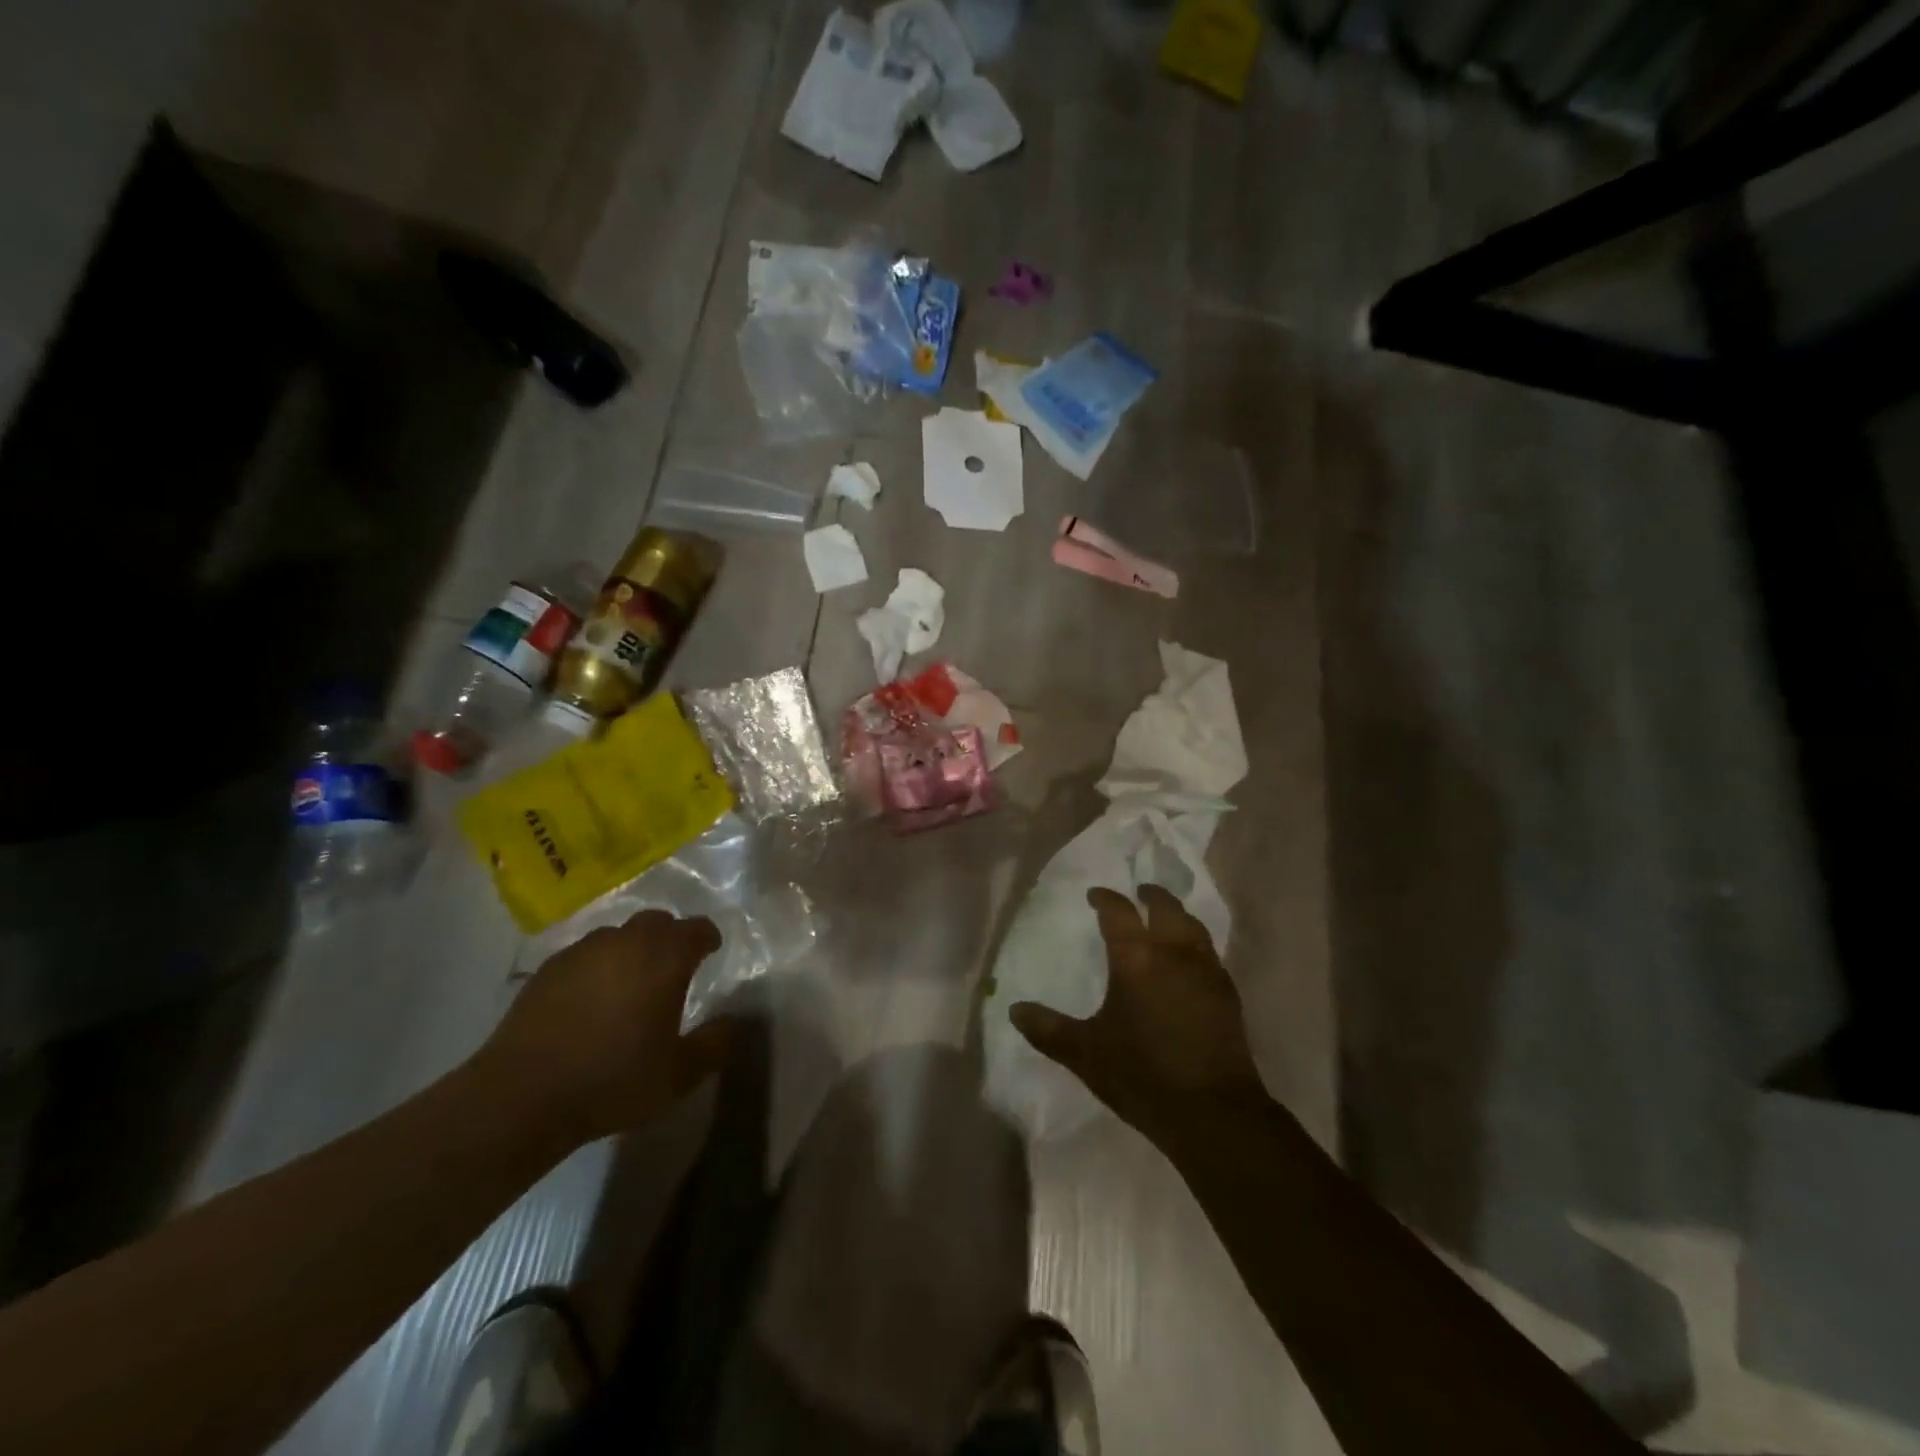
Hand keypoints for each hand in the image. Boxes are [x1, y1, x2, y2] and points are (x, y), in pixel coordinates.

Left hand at [479, 910, 732, 1146]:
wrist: (521, 1095)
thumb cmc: (612, 1080)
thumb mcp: (679, 1074)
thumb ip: (714, 1044)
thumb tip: (732, 1023)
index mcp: (664, 958)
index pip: (697, 929)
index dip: (708, 939)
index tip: (711, 953)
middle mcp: (626, 942)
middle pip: (657, 922)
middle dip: (670, 938)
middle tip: (672, 967)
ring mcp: (583, 951)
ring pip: (618, 935)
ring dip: (632, 950)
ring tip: (630, 983)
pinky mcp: (548, 968)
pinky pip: (585, 955)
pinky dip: (597, 967)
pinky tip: (591, 1000)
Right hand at [1011, 885, 1266, 1146]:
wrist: (1213, 1112)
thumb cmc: (1142, 1076)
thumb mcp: (1085, 1055)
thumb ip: (1049, 1029)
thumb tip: (1014, 1009)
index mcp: (1136, 959)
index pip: (1119, 912)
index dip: (1105, 899)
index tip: (1095, 895)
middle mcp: (1173, 953)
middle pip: (1165, 907)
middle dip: (1149, 896)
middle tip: (1138, 893)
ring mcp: (1206, 970)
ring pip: (1193, 925)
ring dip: (1176, 915)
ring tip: (1165, 918)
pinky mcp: (1227, 993)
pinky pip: (1209, 951)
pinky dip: (1195, 942)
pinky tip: (1190, 960)